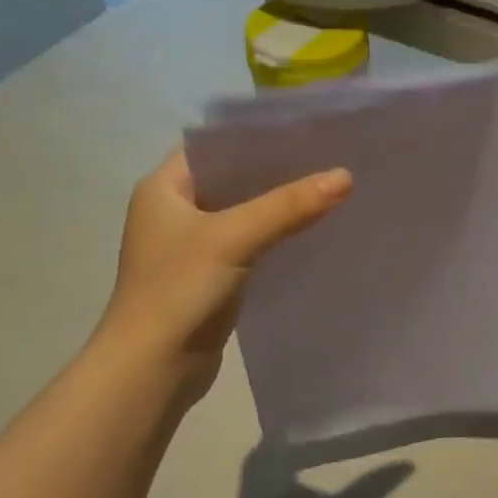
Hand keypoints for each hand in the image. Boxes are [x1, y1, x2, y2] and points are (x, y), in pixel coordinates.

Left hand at [93, 149, 351, 399]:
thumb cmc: (179, 290)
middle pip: (232, 179)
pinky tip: (311, 232)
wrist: (152, 368)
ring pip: (243, 213)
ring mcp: (190, 247)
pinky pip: (248, 243)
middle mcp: (173, 211)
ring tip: (327, 189)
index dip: (255, 136)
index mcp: (163, 188)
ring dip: (278, 205)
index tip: (304, 129)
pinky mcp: (209, 277)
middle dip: (276, 171)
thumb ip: (288, 206)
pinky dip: (275, 235)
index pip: (213, 146)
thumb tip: (345, 176)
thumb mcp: (235, 238)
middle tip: (327, 158)